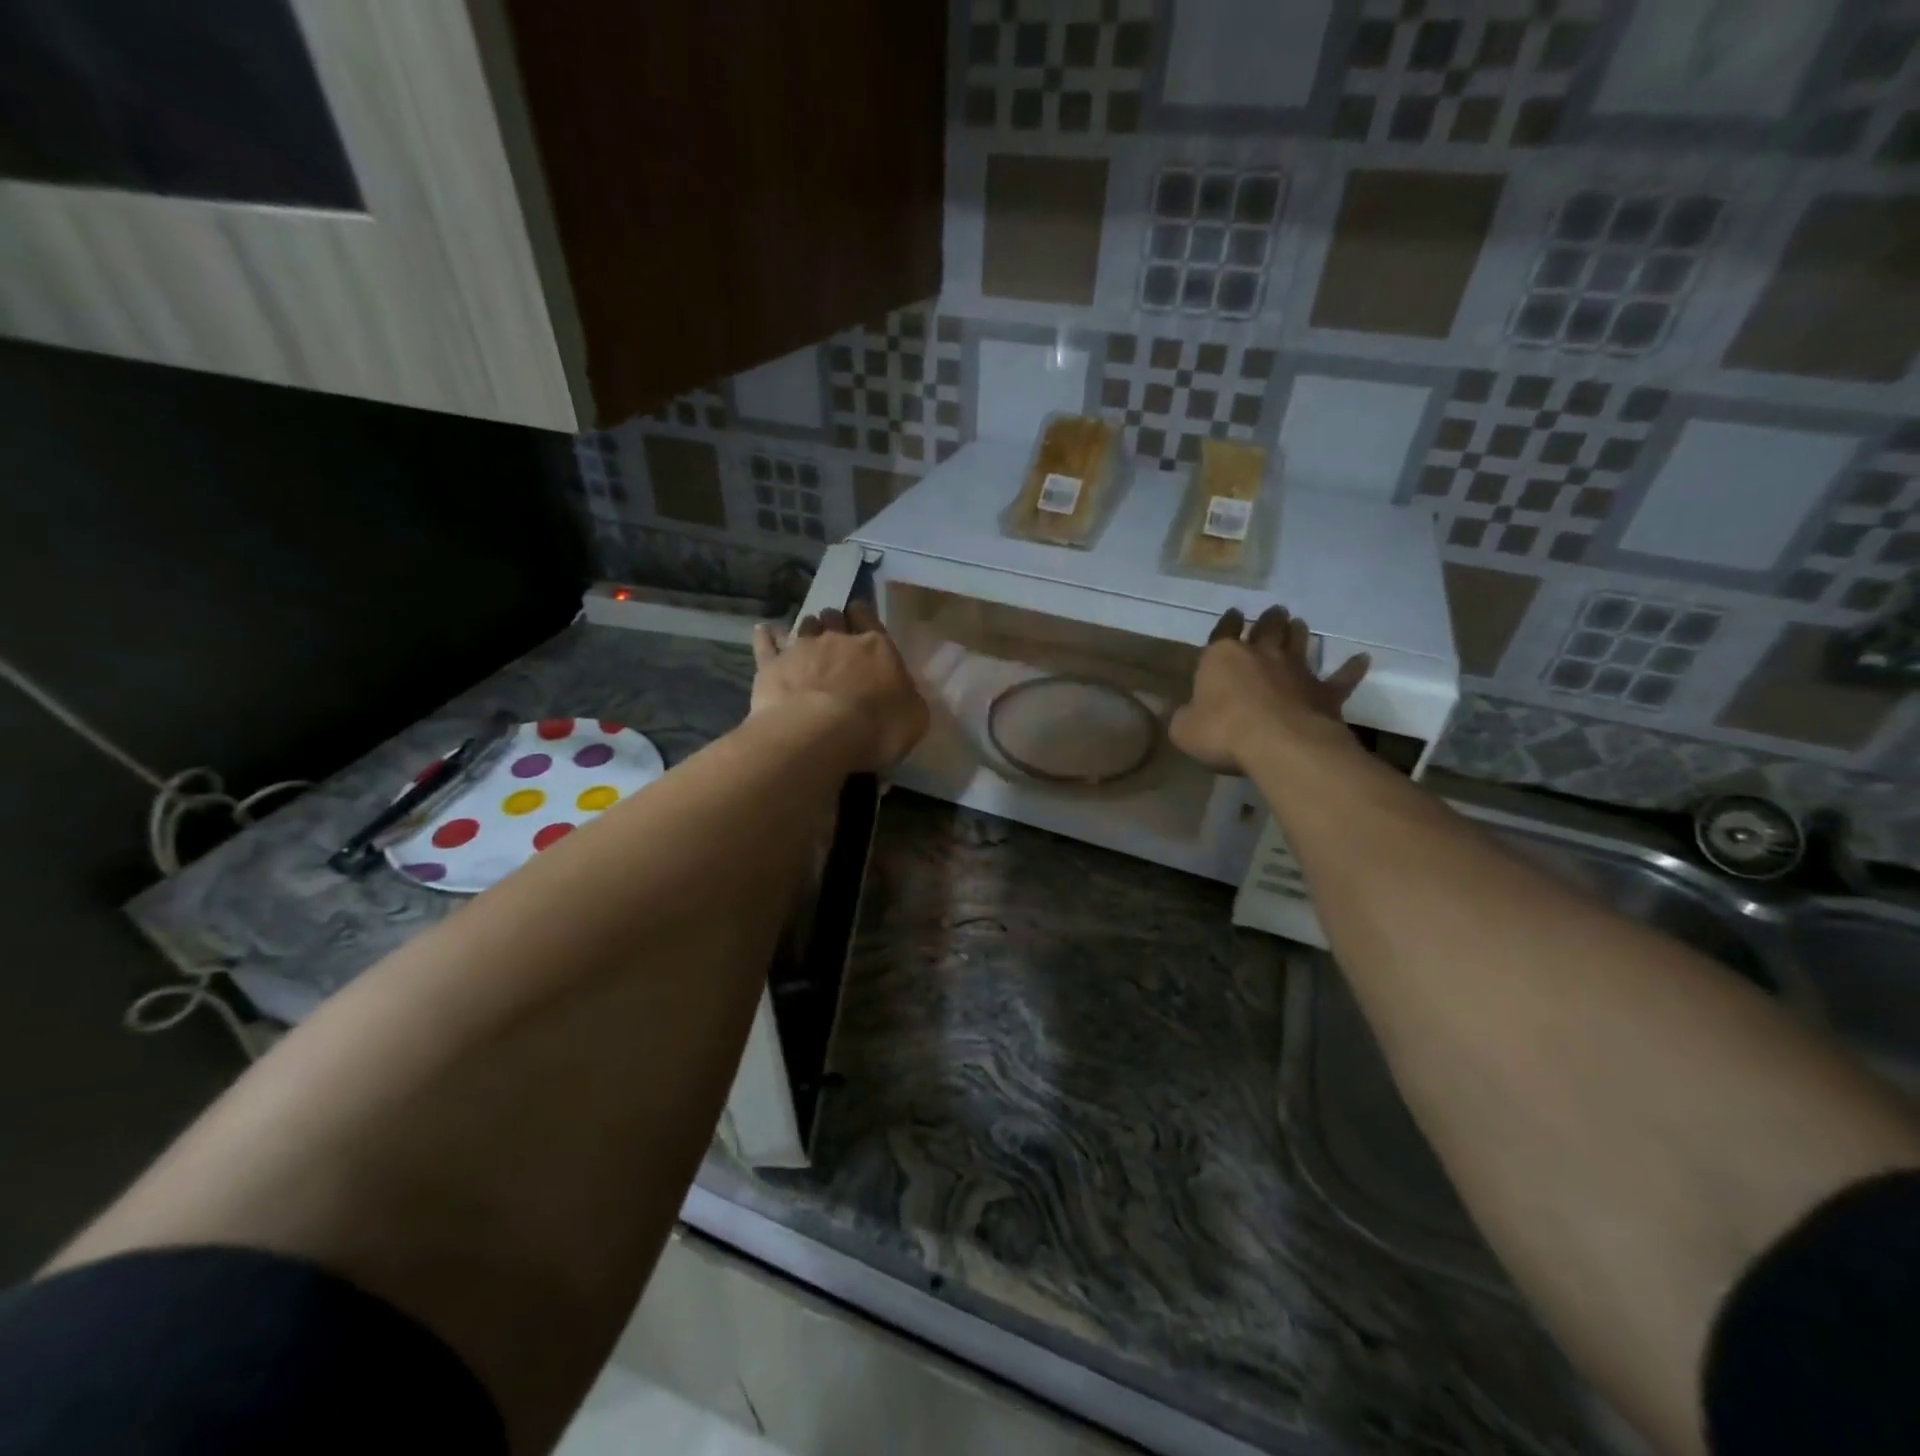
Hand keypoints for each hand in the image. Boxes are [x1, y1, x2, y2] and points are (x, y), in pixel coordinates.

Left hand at [751, 601, 928, 772]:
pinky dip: (766, 636)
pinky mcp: (772, 666)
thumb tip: (902, 695)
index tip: (860, 615)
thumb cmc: (877, 728)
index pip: (870, 619)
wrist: (820, 734)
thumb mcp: (914, 718)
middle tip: (836, 634)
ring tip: (807, 638)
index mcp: (877, 647)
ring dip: (808, 629)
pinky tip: (763, 631)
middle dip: (835, 623)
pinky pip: (766, 644)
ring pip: (804, 626)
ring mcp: (801, 649)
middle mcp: (838, 639)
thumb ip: (907, 699)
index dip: (864, 615)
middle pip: (835, 619)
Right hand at [1170, 606, 1368, 773]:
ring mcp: (1296, 671)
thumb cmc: (1222, 732)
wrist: (1279, 744)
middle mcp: (1261, 656)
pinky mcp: (1324, 693)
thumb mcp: (1184, 729)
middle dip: (1269, 620)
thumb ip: (1184, 717)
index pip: (1222, 632)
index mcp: (1222, 658)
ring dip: (1299, 633)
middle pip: (1267, 629)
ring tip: (1300, 624)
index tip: (1233, 613)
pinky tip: (1362, 659)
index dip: (1227, 623)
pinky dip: (1351, 668)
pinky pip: (1341, 678)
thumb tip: (1183, 713)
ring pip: (1299, 643)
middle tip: (1275, 612)